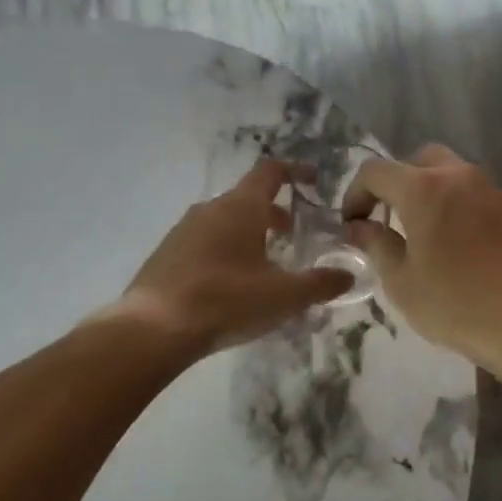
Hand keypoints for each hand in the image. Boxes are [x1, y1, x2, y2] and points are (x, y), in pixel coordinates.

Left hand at [112, 158, 352, 356]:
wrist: (153, 329)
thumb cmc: (226, 301)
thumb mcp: (284, 296)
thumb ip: (320, 284)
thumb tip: (348, 275)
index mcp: (240, 208)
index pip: (271, 172)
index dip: (295, 171)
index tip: (314, 180)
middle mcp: (210, 209)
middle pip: (248, 199)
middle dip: (274, 213)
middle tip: (295, 235)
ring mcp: (183, 230)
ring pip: (225, 221)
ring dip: (249, 233)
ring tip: (265, 263)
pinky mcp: (167, 254)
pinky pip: (205, 242)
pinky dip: (226, 250)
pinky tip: (231, 284)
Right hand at [341, 145, 501, 363]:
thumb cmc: (456, 304)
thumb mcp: (402, 282)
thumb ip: (376, 245)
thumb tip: (360, 227)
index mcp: (423, 190)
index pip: (375, 171)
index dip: (355, 192)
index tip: (352, 223)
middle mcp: (460, 177)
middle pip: (420, 161)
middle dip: (398, 183)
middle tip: (391, 219)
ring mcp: (494, 191)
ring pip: (455, 176)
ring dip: (433, 194)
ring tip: (428, 235)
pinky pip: (480, 197)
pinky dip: (462, 210)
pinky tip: (464, 249)